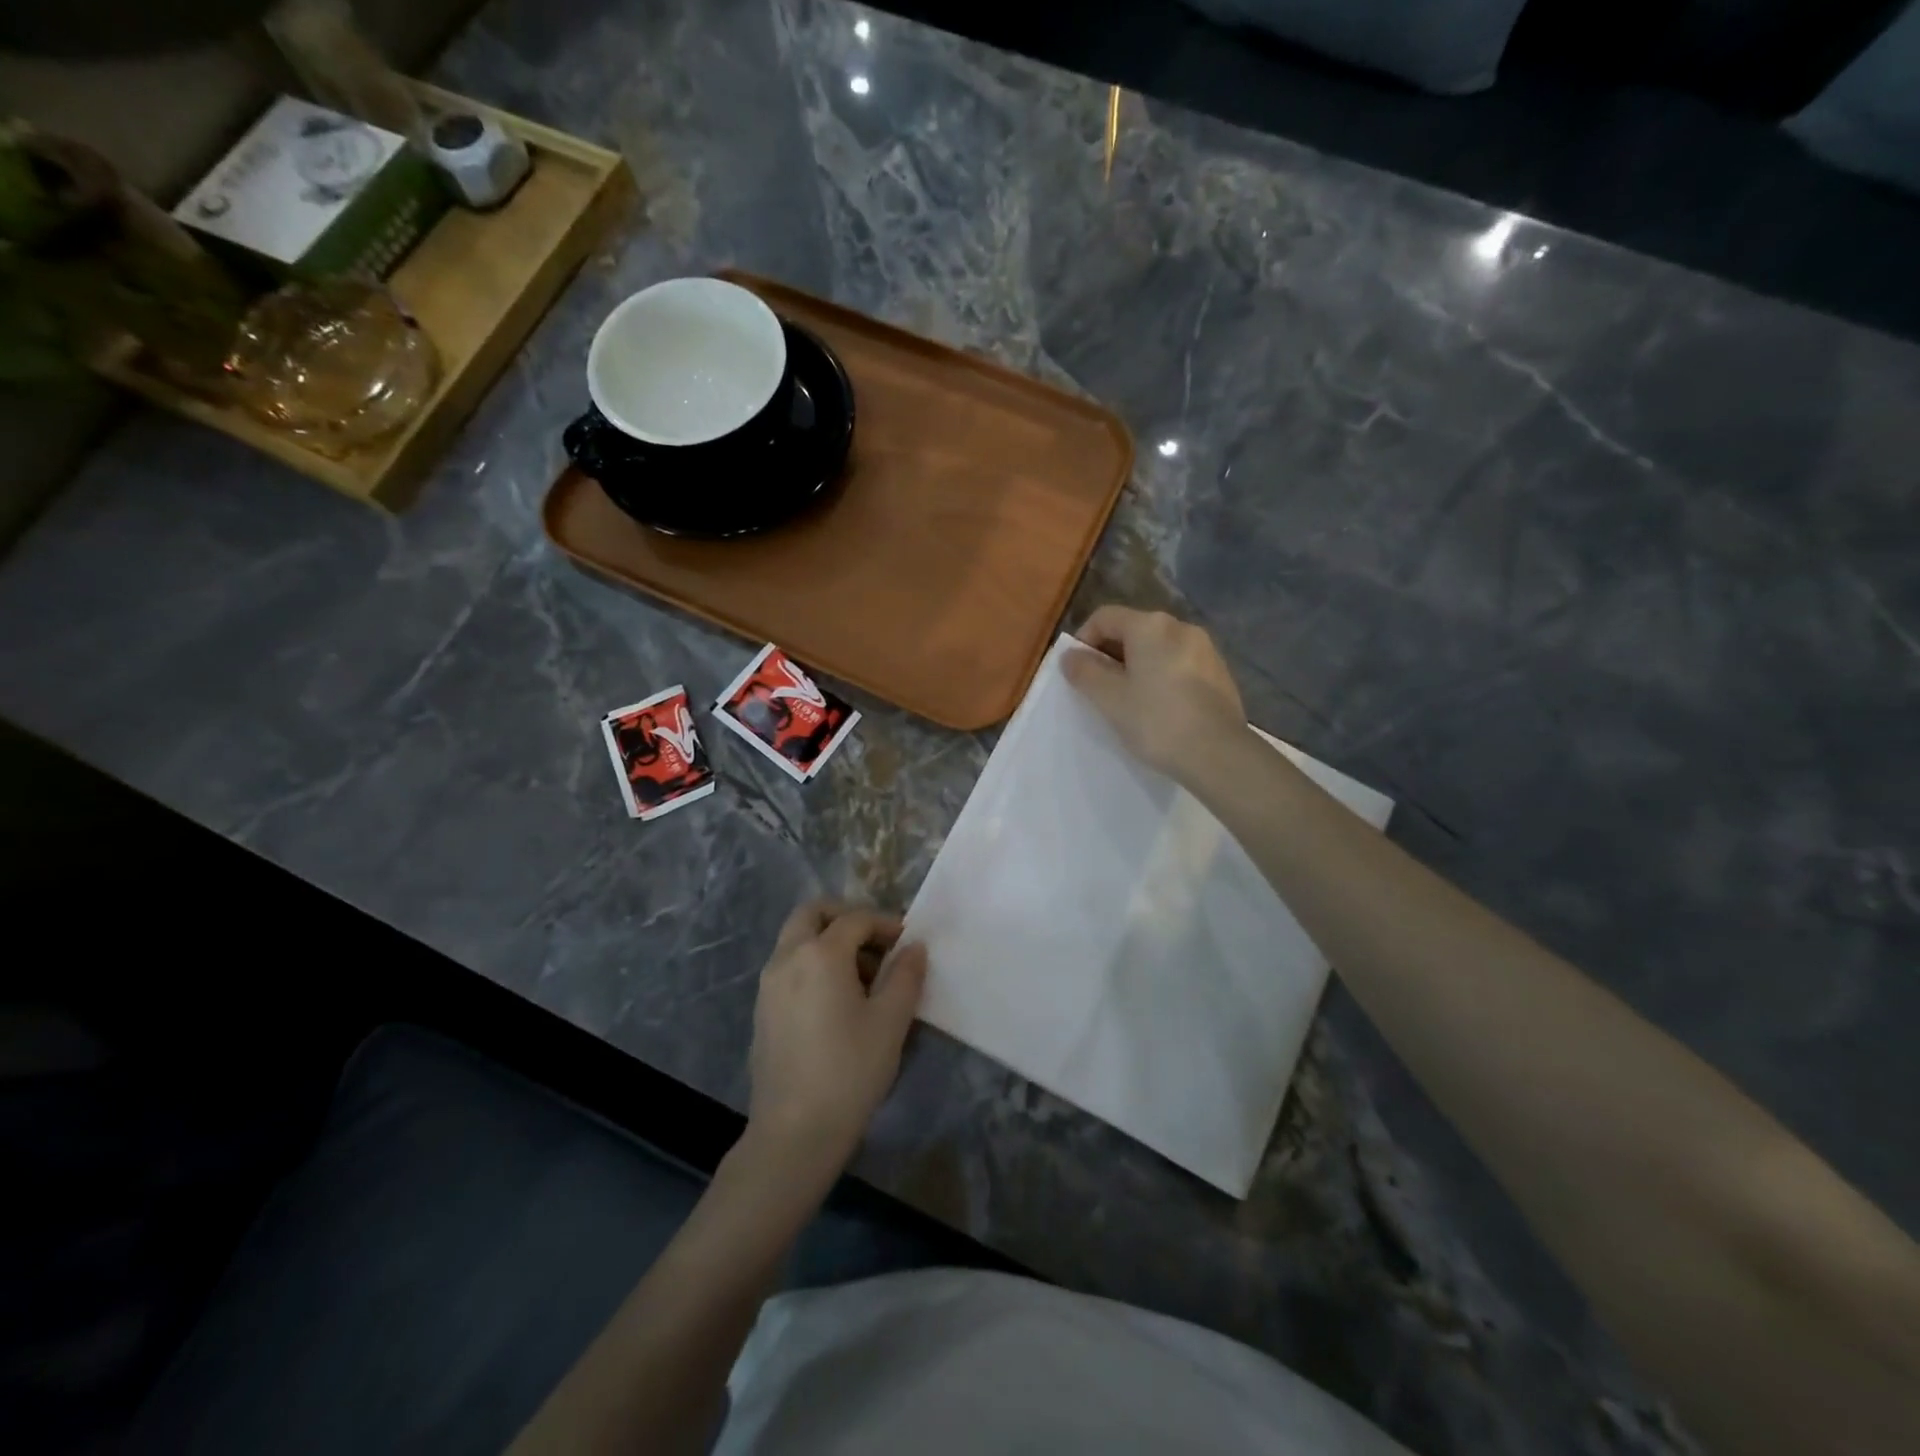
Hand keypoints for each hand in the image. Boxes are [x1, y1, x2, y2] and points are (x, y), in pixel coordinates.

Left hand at [746, 901, 927, 1171]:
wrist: (794, 1132)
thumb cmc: (850, 1070)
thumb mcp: (891, 1021)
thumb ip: (905, 975)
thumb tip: (914, 947)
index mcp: (820, 954)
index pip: (856, 920)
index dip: (886, 924)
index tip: (908, 943)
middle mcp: (787, 958)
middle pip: (813, 914)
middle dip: (846, 918)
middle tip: (876, 943)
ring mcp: (768, 984)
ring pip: (797, 939)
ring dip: (828, 941)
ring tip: (863, 977)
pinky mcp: (762, 1010)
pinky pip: (788, 966)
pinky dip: (812, 964)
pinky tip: (837, 1002)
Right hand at [1063, 605, 1246, 780]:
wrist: (1219, 754)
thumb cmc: (1156, 721)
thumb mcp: (1110, 699)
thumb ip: (1085, 672)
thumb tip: (1070, 655)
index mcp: (1150, 626)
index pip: (1104, 617)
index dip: (1083, 640)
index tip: (1076, 672)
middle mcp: (1180, 627)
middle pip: (1133, 630)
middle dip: (1110, 655)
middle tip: (1099, 690)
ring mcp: (1206, 649)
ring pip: (1157, 649)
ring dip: (1136, 667)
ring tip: (1128, 702)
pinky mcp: (1220, 673)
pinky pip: (1179, 665)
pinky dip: (1161, 678)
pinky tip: (1160, 708)